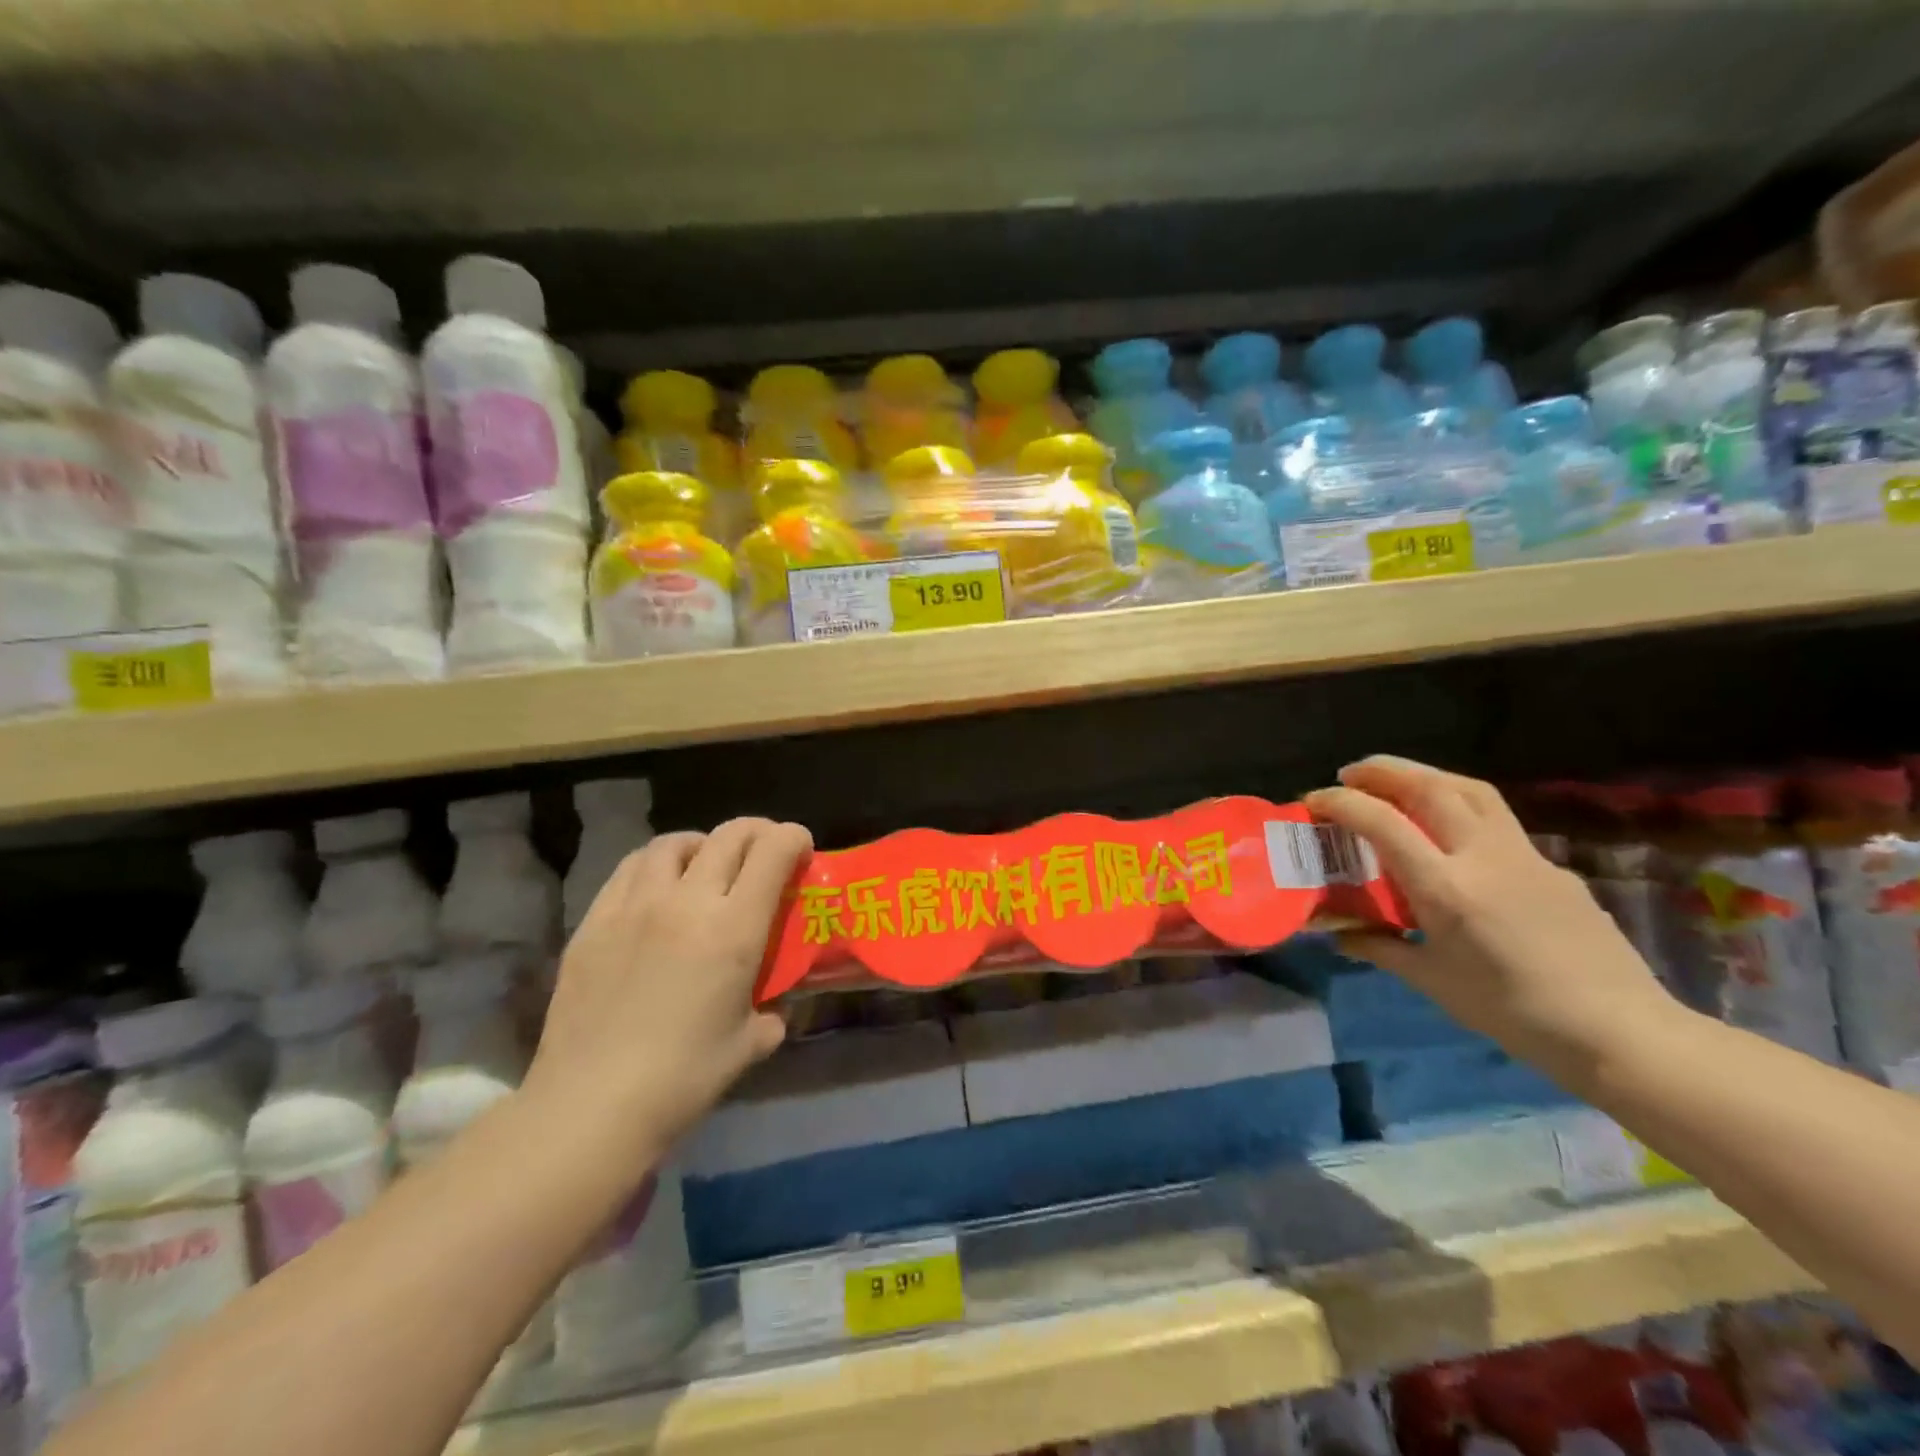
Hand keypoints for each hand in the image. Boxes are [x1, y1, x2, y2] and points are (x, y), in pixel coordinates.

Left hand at [525, 817, 812, 1153]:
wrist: (591, 1106)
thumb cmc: (682, 1079)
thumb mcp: (748, 1045)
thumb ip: (770, 1016)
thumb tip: (773, 1011)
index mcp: (733, 929)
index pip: (773, 852)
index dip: (794, 838)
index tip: (801, 849)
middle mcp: (686, 902)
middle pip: (729, 835)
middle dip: (758, 833)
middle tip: (764, 850)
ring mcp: (634, 906)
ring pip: (674, 843)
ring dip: (702, 845)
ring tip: (705, 865)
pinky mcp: (594, 921)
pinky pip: (630, 869)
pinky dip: (655, 866)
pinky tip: (657, 889)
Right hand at [1305, 756, 1674, 1081]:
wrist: (1619, 1031)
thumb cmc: (1513, 1012)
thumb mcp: (1434, 982)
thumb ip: (1382, 948)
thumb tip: (1341, 935)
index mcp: (1446, 888)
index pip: (1383, 822)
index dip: (1341, 803)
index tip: (1313, 800)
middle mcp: (1484, 857)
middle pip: (1431, 787)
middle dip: (1383, 770)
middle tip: (1350, 774)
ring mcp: (1525, 856)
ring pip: (1471, 790)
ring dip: (1426, 776)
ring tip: (1397, 783)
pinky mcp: (1552, 866)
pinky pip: (1497, 821)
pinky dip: (1460, 809)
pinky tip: (1450, 836)